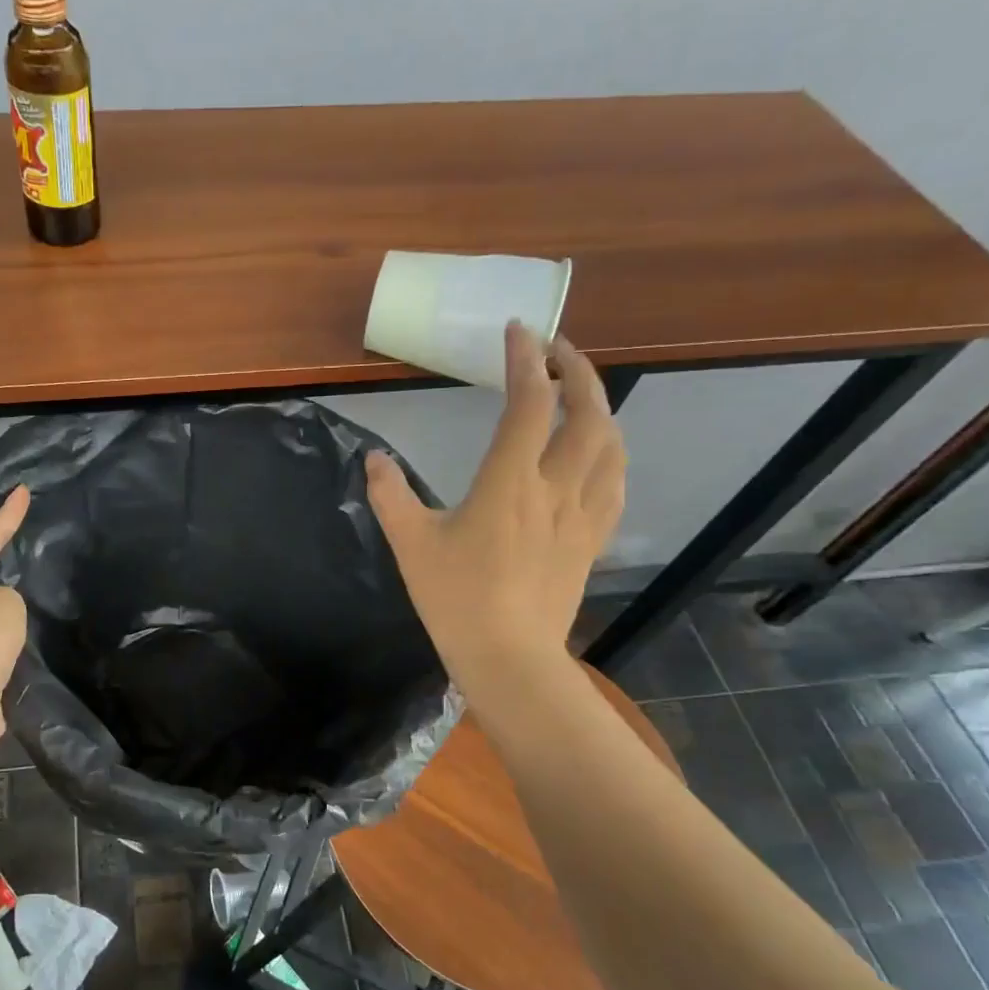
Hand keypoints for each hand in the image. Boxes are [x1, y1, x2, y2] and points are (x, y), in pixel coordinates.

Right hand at [366, 325, 623, 694]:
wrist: (508, 658)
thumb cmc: (456, 598)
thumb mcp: (410, 544)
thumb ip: (390, 495)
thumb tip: (374, 459)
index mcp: (510, 482)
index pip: (530, 403)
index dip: (526, 360)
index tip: (518, 331)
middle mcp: (555, 488)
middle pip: (589, 413)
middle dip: (578, 370)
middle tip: (557, 349)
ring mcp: (581, 515)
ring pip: (611, 445)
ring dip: (601, 407)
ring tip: (581, 394)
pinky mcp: (591, 541)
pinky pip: (614, 484)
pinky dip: (610, 454)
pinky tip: (598, 455)